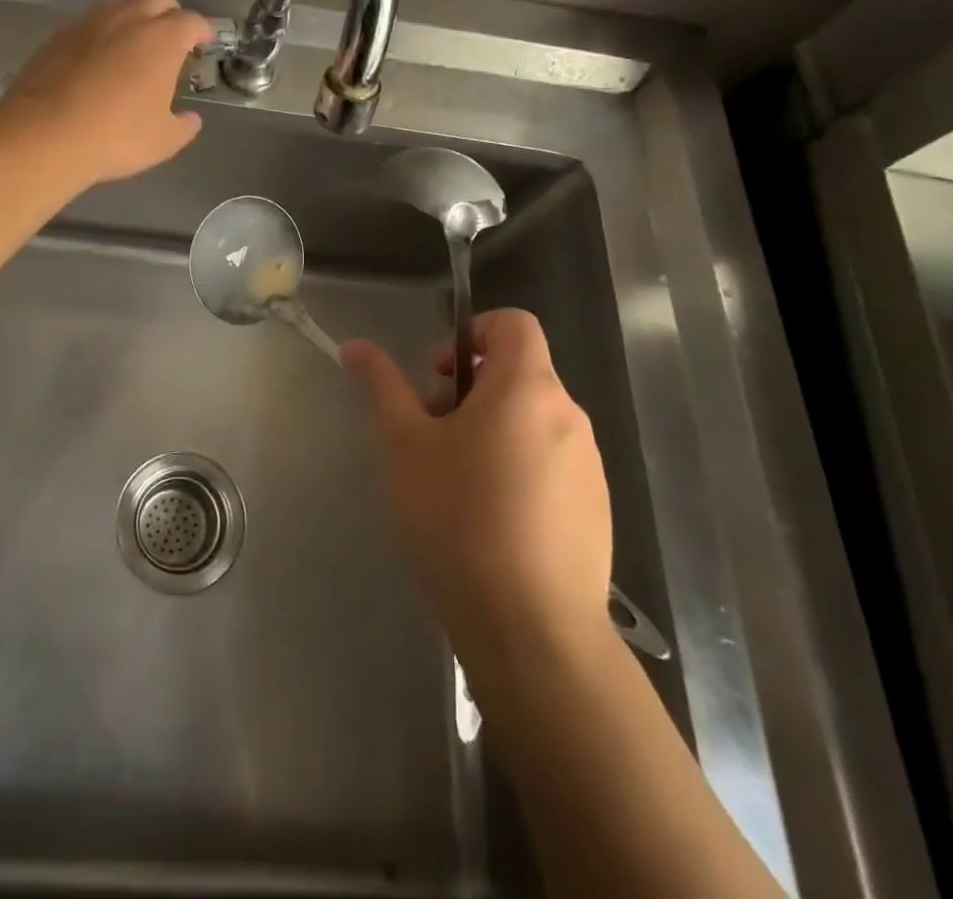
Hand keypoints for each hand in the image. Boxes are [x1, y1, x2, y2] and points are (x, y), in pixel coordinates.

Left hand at [1, 0, 215, 185]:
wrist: (45, 133)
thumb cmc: (116, 135)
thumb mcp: (163, 141)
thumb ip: (183, 126)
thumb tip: (190, 119)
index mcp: (163, 39)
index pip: (192, 21)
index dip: (202, 30)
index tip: (204, 42)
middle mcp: (128, 19)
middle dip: (170, 14)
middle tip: (172, 40)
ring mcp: (89, 23)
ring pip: (121, 5)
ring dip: (134, 18)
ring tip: (134, 46)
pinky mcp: (59, 35)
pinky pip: (90, 24)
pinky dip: (102, 34)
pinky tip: (98, 59)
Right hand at [342, 310, 613, 675]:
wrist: (532, 629)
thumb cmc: (459, 518)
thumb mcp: (405, 445)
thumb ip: (383, 386)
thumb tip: (356, 346)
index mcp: (527, 388)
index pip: (515, 323)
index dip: (475, 331)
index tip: (440, 374)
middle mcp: (568, 416)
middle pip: (520, 374)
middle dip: (471, 391)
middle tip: (432, 435)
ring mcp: (589, 466)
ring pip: (534, 421)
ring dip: (493, 430)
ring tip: (455, 482)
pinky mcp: (596, 509)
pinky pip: (553, 463)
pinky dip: (520, 468)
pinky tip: (490, 520)